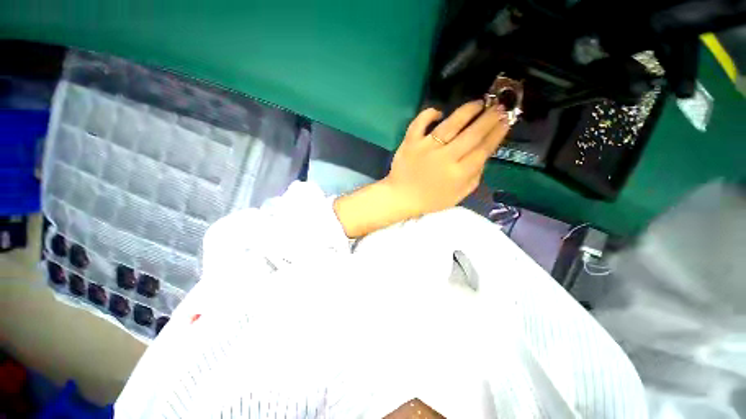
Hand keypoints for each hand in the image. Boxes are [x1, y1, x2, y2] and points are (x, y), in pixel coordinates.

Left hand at [385, 100, 508, 215]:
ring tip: (479, 103)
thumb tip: (484, 155)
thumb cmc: (431, 199)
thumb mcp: (459, 195)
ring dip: (467, 111)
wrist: (401, 197)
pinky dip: (428, 114)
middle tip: (499, 107)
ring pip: (450, 124)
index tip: (506, 120)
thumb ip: (474, 176)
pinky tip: (438, 112)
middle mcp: (445, 158)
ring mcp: (426, 148)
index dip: (497, 133)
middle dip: (489, 118)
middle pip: (472, 134)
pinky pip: (420, 122)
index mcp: (458, 174)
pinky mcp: (410, 142)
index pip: (483, 149)